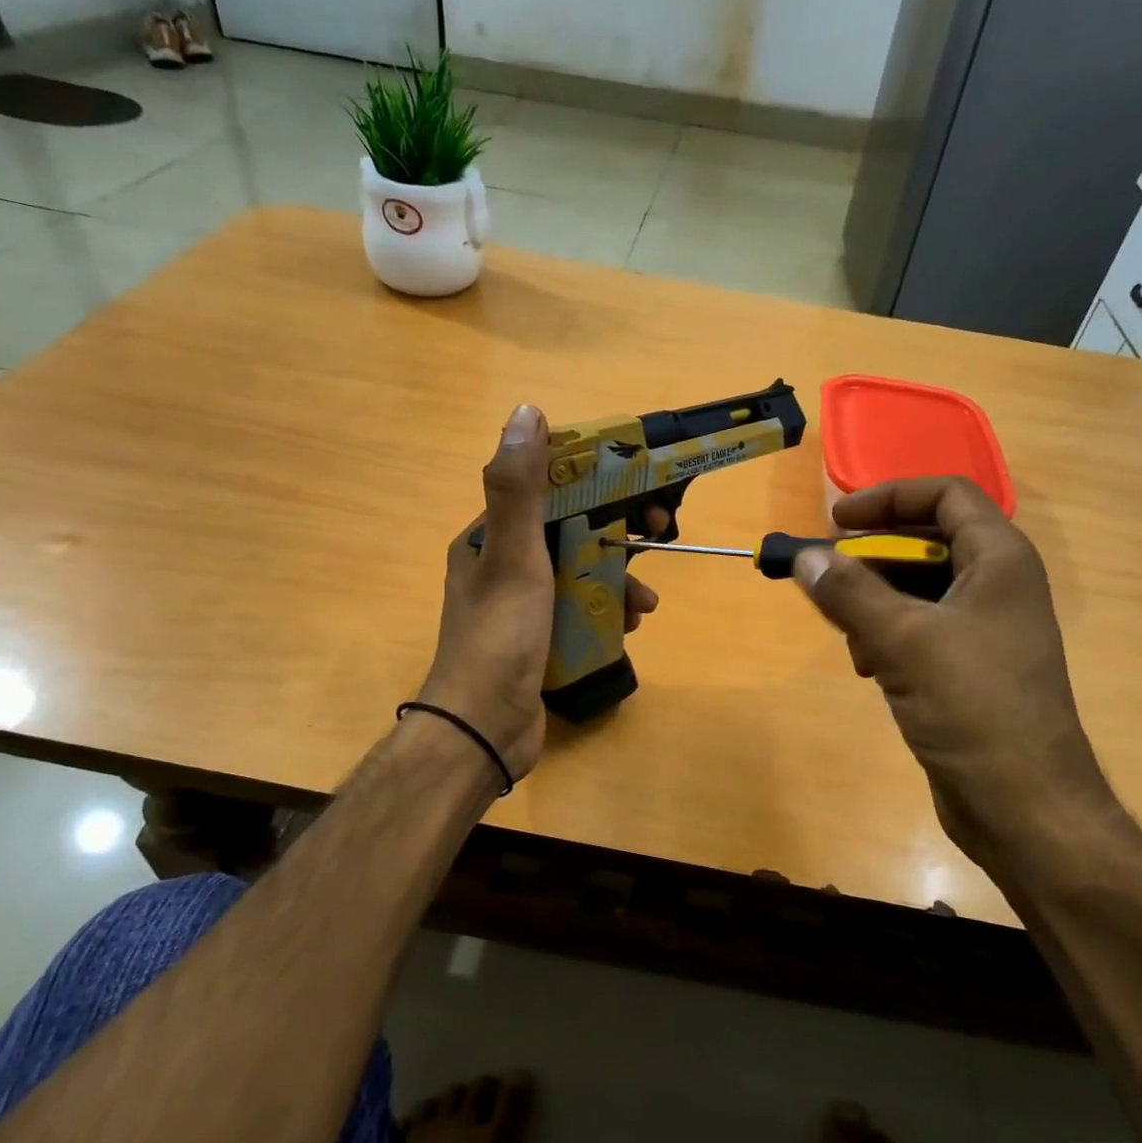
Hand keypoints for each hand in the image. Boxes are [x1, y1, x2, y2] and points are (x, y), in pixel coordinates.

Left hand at [416, 405, 659, 782]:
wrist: (484, 730)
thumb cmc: (500, 637)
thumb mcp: (513, 556)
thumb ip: (519, 487)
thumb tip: (527, 412)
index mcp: (489, 537)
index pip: (547, 490)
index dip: (594, 482)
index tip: (637, 486)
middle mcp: (503, 564)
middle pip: (571, 531)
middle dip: (615, 535)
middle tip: (657, 536)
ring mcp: (523, 605)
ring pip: (582, 573)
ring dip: (618, 579)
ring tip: (644, 604)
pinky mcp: (541, 638)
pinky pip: (582, 610)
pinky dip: (608, 611)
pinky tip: (629, 626)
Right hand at [794, 479, 1115, 861]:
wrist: (1025, 806)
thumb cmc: (973, 707)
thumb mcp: (902, 640)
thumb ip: (850, 592)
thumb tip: (805, 556)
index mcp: (999, 560)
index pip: (945, 495)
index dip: (888, 498)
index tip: (835, 522)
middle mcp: (997, 585)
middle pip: (925, 542)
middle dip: (872, 557)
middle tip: (826, 576)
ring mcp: (985, 628)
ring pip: (916, 589)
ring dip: (874, 602)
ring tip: (848, 634)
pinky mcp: (969, 667)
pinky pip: (919, 629)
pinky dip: (888, 636)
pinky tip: (868, 667)